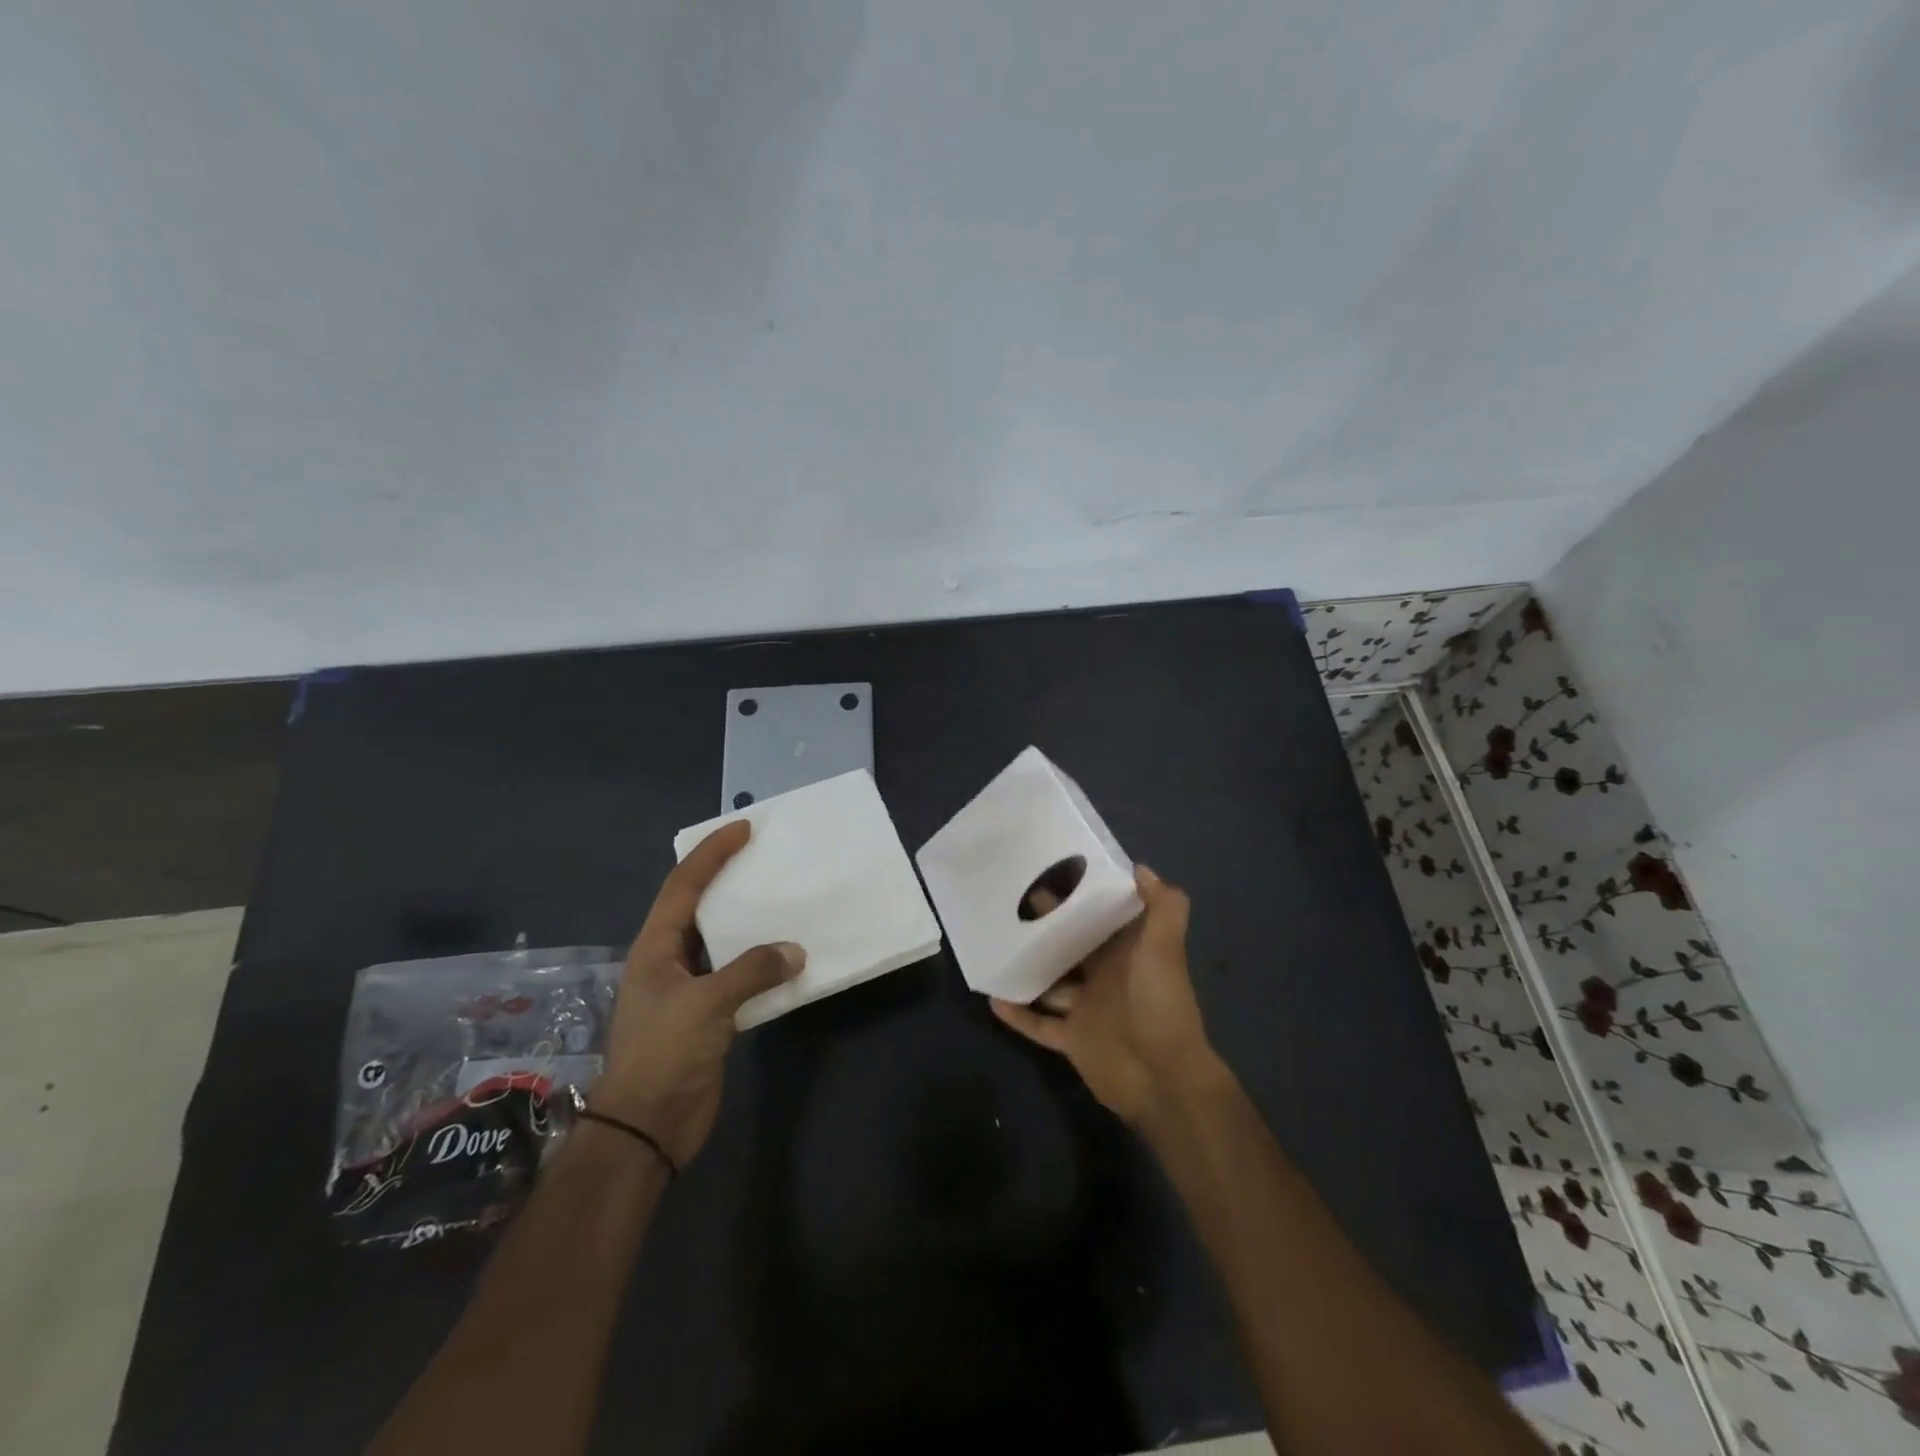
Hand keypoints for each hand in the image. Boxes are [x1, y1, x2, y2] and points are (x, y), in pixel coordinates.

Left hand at [590, 821, 803, 1165]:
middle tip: (766, 858)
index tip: (743, 828)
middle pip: (700, 907)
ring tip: (783, 900)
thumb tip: (795, 951)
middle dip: (729, 880)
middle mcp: (669, 960)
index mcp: (655, 947)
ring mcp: (689, 988)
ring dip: (750, 923)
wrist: (648, 1126)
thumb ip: (752, 970)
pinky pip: (739, 976)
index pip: (684, 886)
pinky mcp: (709, 1015)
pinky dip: (763, 963)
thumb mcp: (706, 1004)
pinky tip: (788, 957)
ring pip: (723, 942)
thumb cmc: (665, 1053)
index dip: (711, 854)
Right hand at [990, 865, 1223, 1126]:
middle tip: (1012, 901)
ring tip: (995, 943)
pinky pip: (1038, 1024)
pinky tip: (993, 996)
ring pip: (1051, 983)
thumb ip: (1163, 907)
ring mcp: (1086, 1009)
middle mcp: (1106, 977)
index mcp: (1127, 953)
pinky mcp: (1072, 1039)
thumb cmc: (1161, 1005)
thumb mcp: (1165, 949)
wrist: (1164, 1078)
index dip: (1082, 897)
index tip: (1053, 871)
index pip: (1102, 917)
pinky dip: (1018, 1013)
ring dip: (1029, 968)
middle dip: (1047, 926)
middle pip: (1071, 946)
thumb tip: (1141, 868)